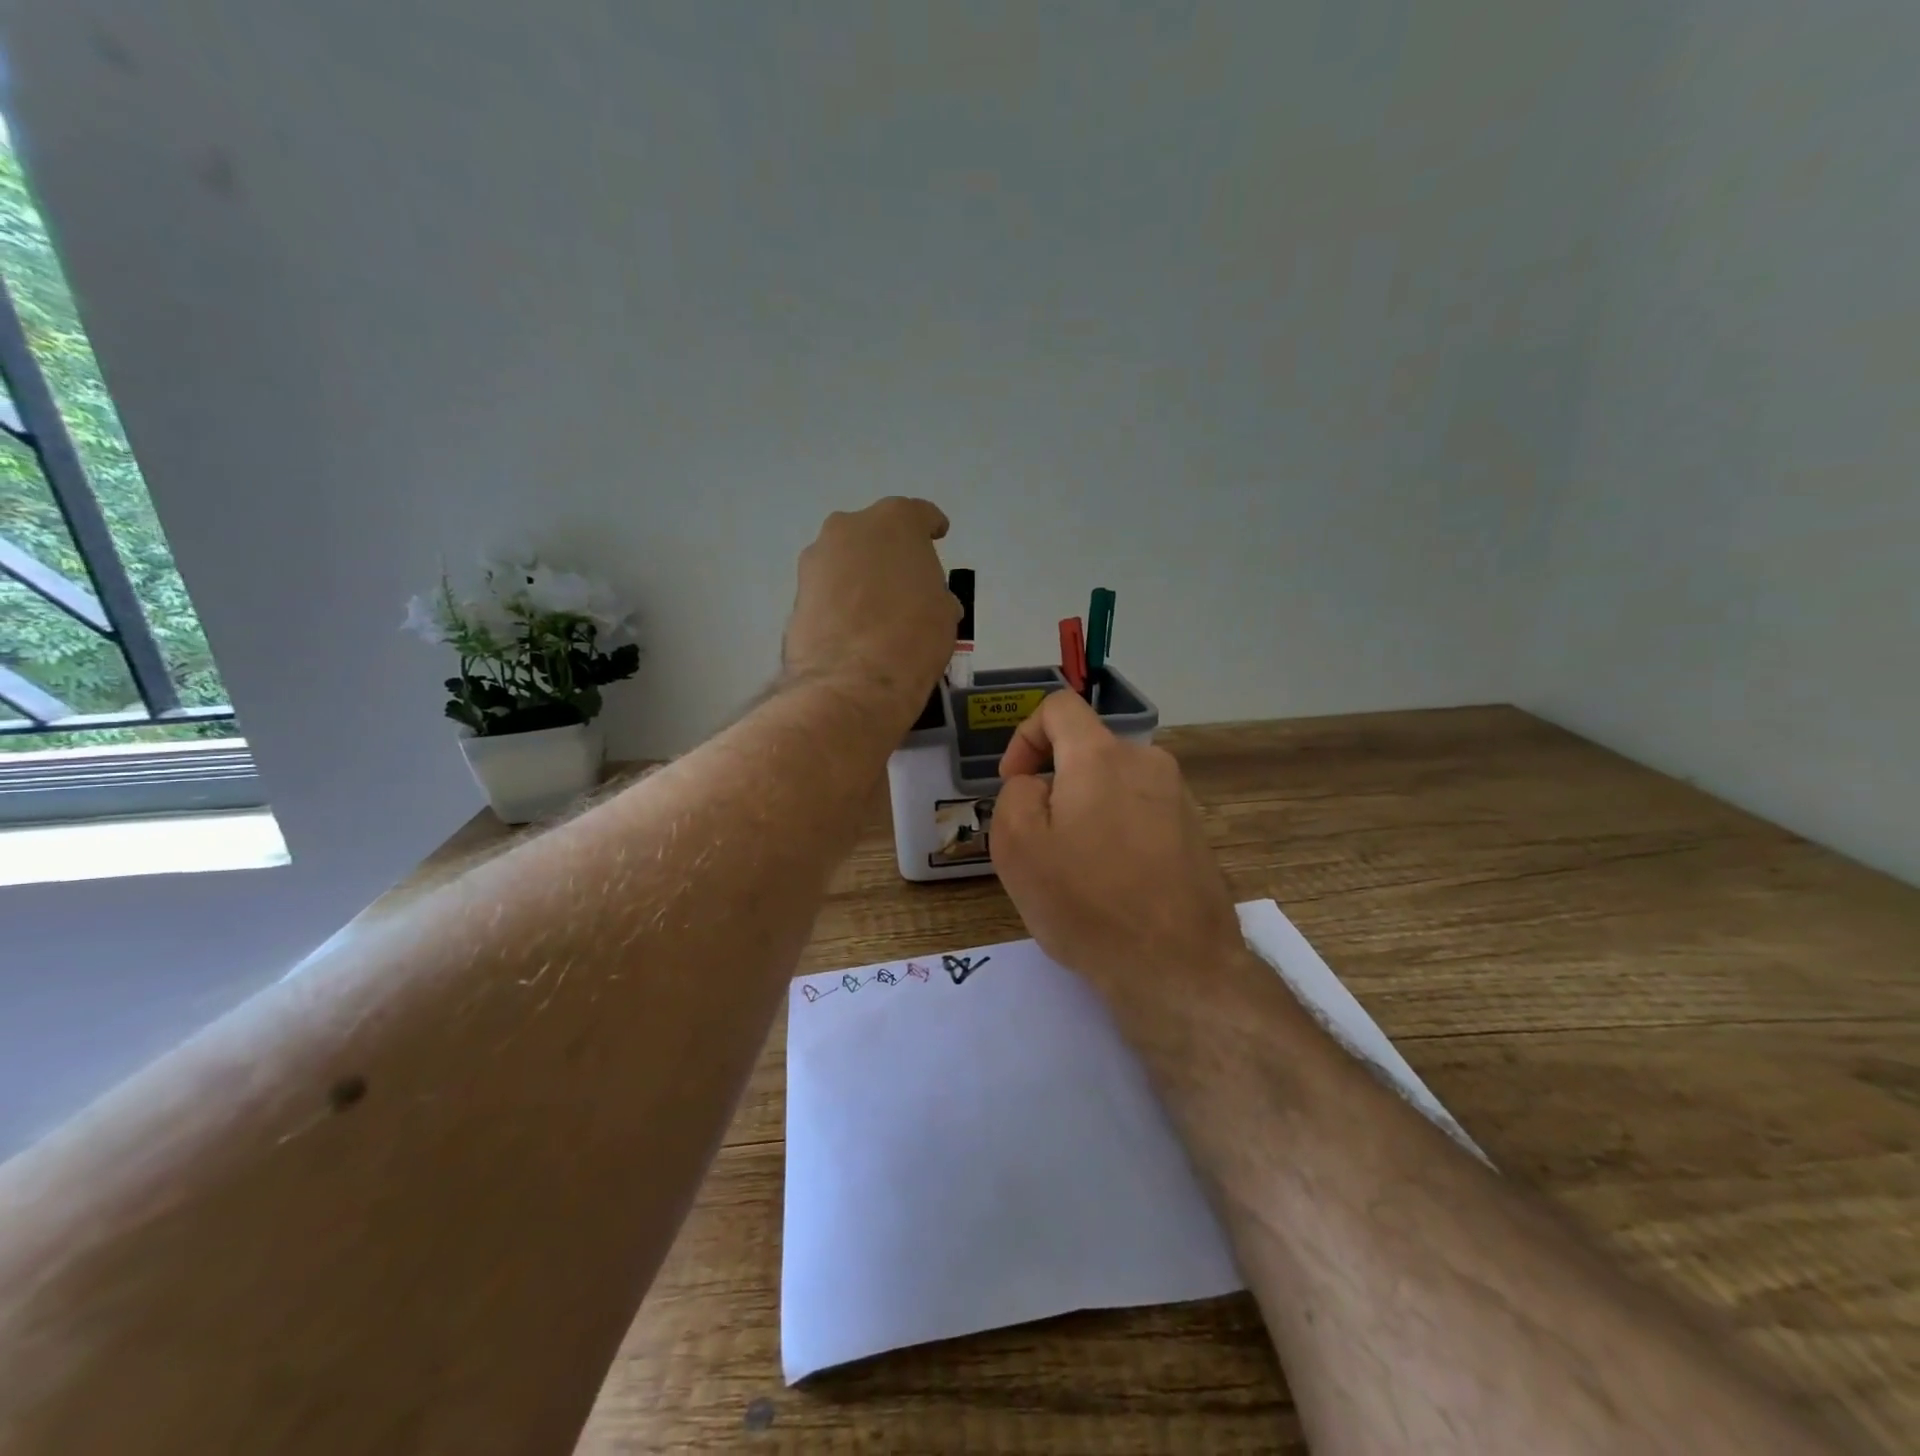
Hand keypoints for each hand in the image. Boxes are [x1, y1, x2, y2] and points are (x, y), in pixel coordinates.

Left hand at [783, 498, 959, 718]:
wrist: (853, 682)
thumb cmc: (913, 638)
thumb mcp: (943, 613)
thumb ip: (934, 593)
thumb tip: (927, 601)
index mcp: (895, 521)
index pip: (919, 515)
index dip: (930, 528)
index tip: (937, 537)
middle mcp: (850, 527)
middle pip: (875, 533)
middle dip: (889, 552)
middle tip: (903, 582)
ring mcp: (817, 557)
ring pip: (846, 560)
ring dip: (860, 576)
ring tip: (875, 610)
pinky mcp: (797, 591)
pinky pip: (828, 588)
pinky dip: (840, 600)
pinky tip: (853, 626)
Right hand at [989, 690, 1244, 1006]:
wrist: (1177, 965)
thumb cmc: (1087, 902)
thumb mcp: (1017, 846)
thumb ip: (1015, 794)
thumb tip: (1037, 785)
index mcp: (1101, 756)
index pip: (1059, 707)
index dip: (1024, 735)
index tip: (1014, 782)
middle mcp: (1147, 762)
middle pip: (1086, 751)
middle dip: (1054, 784)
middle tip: (1039, 840)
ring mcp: (1178, 798)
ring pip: (1113, 785)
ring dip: (1086, 811)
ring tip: (1075, 868)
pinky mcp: (1195, 832)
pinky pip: (1141, 812)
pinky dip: (1116, 831)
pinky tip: (1112, 883)